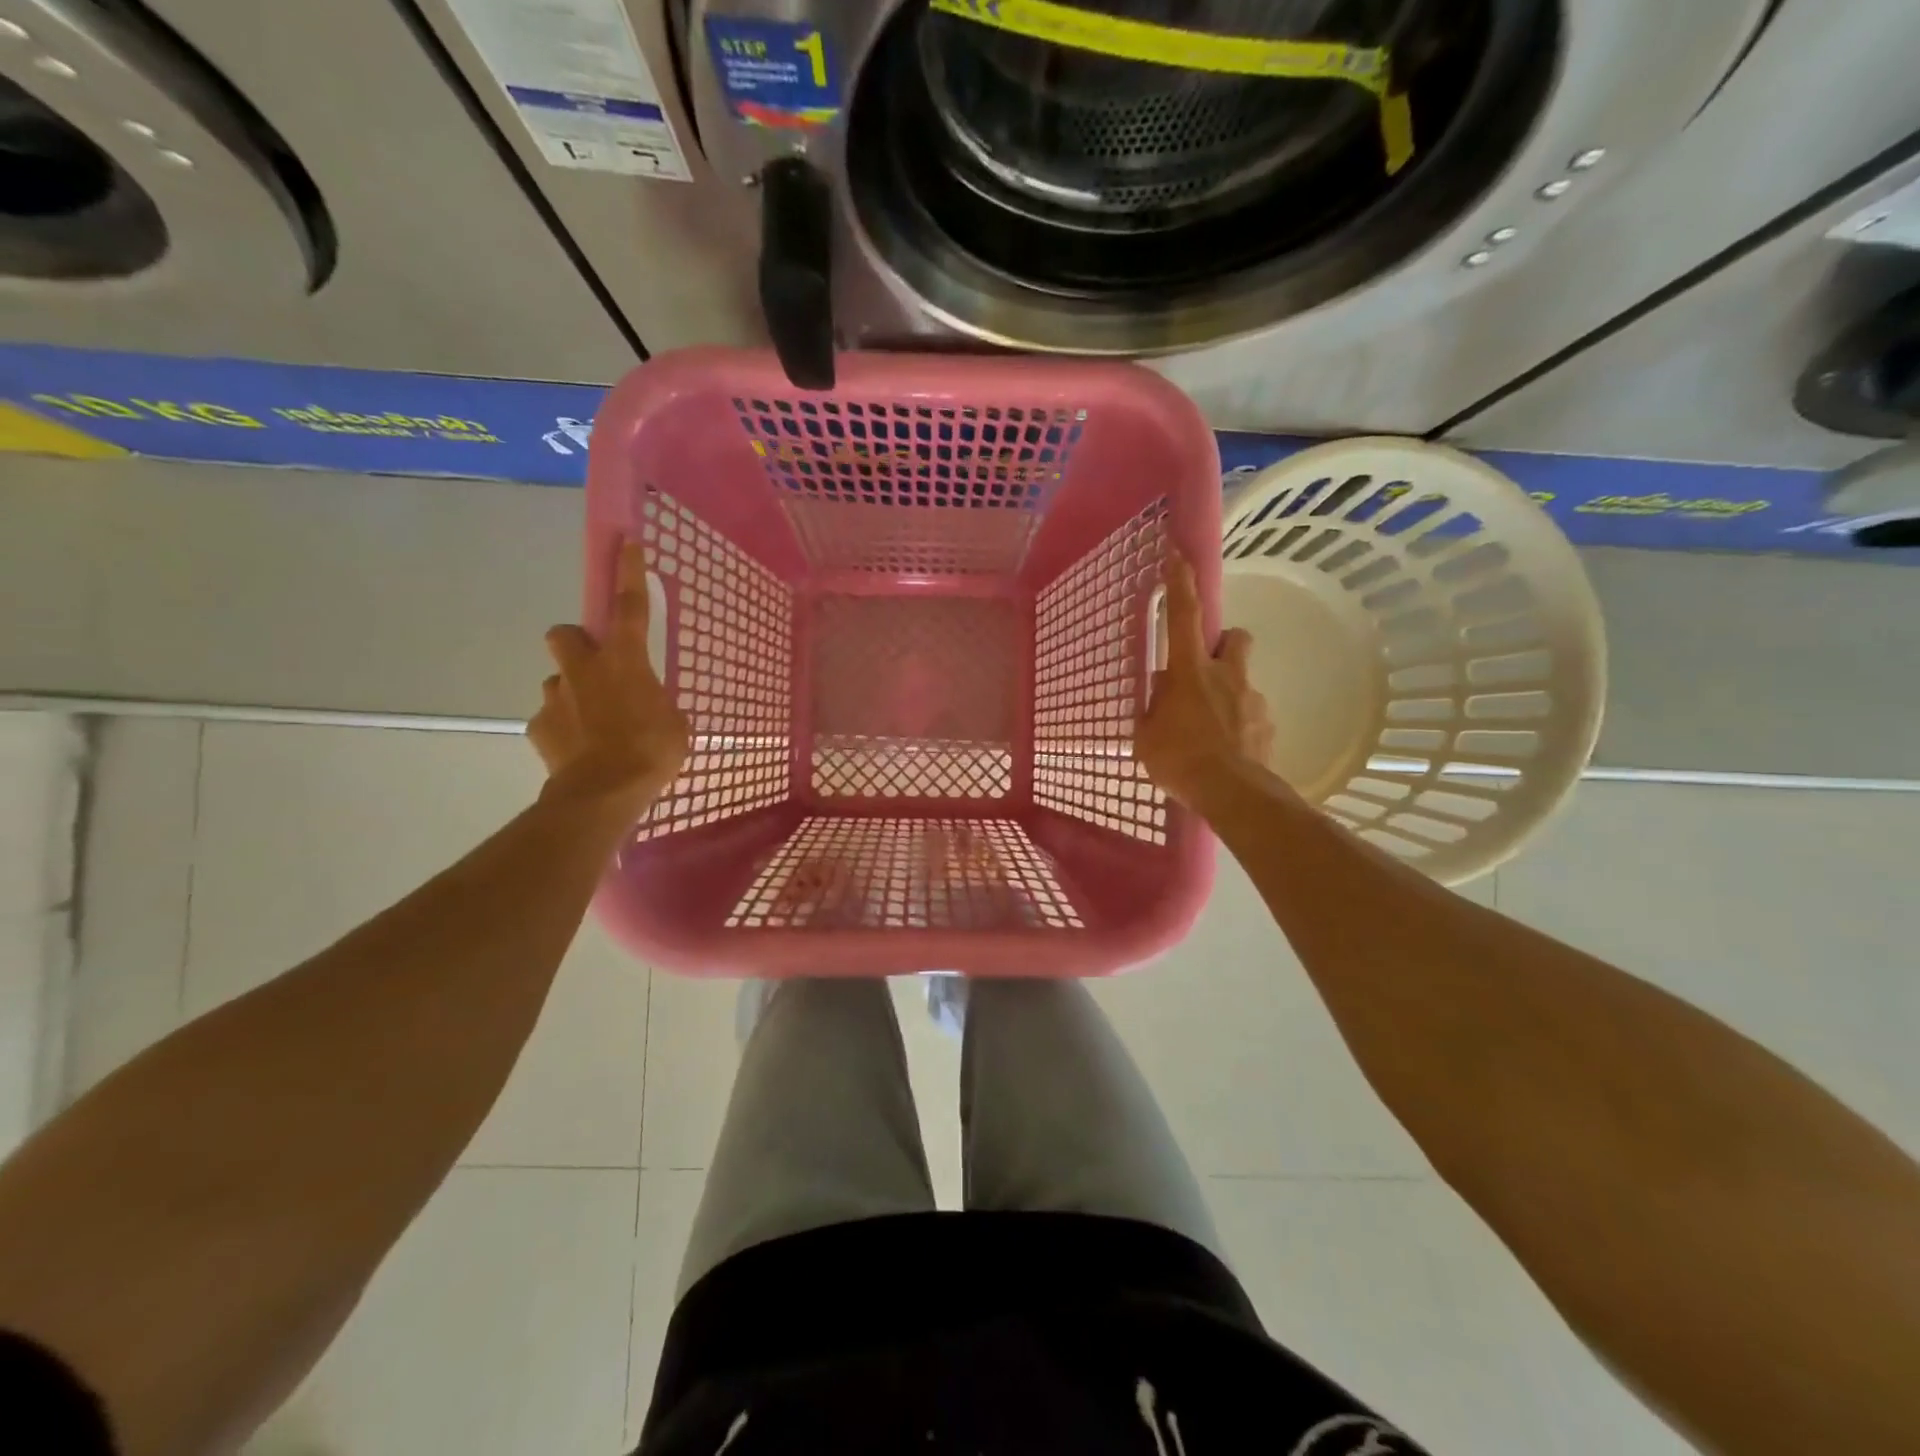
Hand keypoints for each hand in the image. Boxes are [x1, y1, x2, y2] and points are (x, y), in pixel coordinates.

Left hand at [529, 541, 688, 815]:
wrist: (603, 793)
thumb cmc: (651, 752)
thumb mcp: (675, 724)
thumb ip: (658, 704)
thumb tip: (647, 706)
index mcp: (625, 661)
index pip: (629, 606)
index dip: (629, 572)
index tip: (627, 542)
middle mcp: (584, 670)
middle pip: (565, 633)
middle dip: (576, 643)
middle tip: (596, 666)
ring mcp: (555, 697)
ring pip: (558, 680)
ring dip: (573, 693)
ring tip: (594, 724)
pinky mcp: (538, 727)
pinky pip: (551, 719)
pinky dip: (563, 729)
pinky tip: (579, 750)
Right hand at [1134, 551, 1273, 807]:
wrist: (1230, 792)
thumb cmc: (1178, 759)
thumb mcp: (1146, 735)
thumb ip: (1154, 709)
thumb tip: (1162, 696)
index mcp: (1189, 671)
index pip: (1183, 616)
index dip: (1181, 584)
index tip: (1180, 555)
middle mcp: (1225, 675)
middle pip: (1234, 638)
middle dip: (1223, 645)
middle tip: (1205, 672)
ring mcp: (1251, 699)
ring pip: (1241, 682)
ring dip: (1227, 695)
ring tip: (1210, 731)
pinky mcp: (1268, 725)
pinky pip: (1251, 716)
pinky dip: (1238, 727)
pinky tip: (1226, 751)